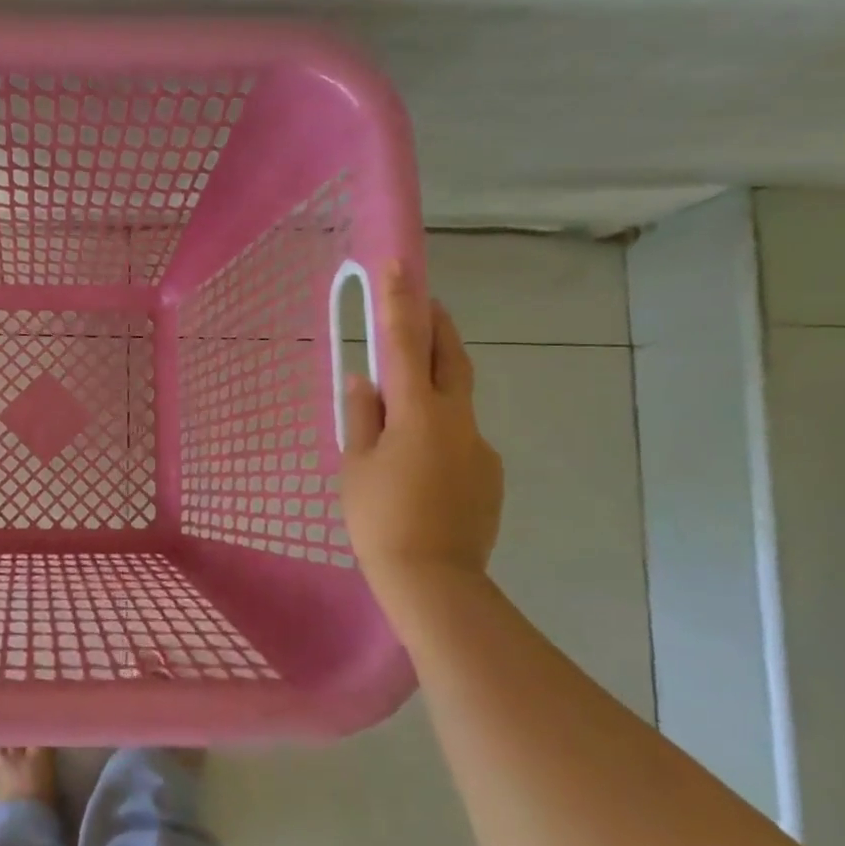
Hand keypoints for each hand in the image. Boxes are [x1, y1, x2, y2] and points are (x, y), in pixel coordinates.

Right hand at [339, 262, 502, 593]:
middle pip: (450, 357)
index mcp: (417, 412)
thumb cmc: (379, 518)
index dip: (399, 301)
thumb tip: (364, 380)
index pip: (405, 343)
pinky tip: (419, 464)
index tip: (397, 264)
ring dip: (434, 384)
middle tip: (423, 301)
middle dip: (436, 324)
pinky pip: (459, 438)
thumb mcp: (356, 465)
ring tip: (402, 406)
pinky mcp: (489, 473)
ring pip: (455, 400)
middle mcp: (457, 419)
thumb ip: (361, 416)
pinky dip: (439, 431)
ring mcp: (479, 446)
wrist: (434, 581)